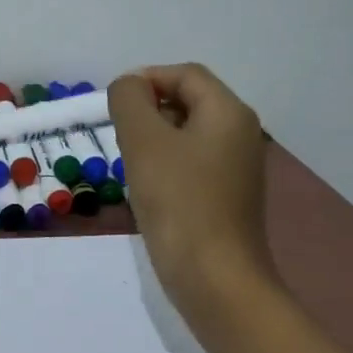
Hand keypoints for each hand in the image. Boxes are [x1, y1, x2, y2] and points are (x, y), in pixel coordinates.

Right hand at [108, 64, 279, 332]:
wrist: (213, 277)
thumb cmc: (178, 202)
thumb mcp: (144, 142)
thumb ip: (130, 102)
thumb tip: (129, 87)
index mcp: (228, 112)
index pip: (185, 74)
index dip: (146, 79)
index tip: (112, 104)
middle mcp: (240, 134)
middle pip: (189, 102)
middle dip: (148, 111)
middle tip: (119, 138)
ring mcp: (237, 169)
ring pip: (188, 136)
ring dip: (154, 142)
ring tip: (130, 166)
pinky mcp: (227, 199)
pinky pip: (192, 166)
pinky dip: (166, 168)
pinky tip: (148, 193)